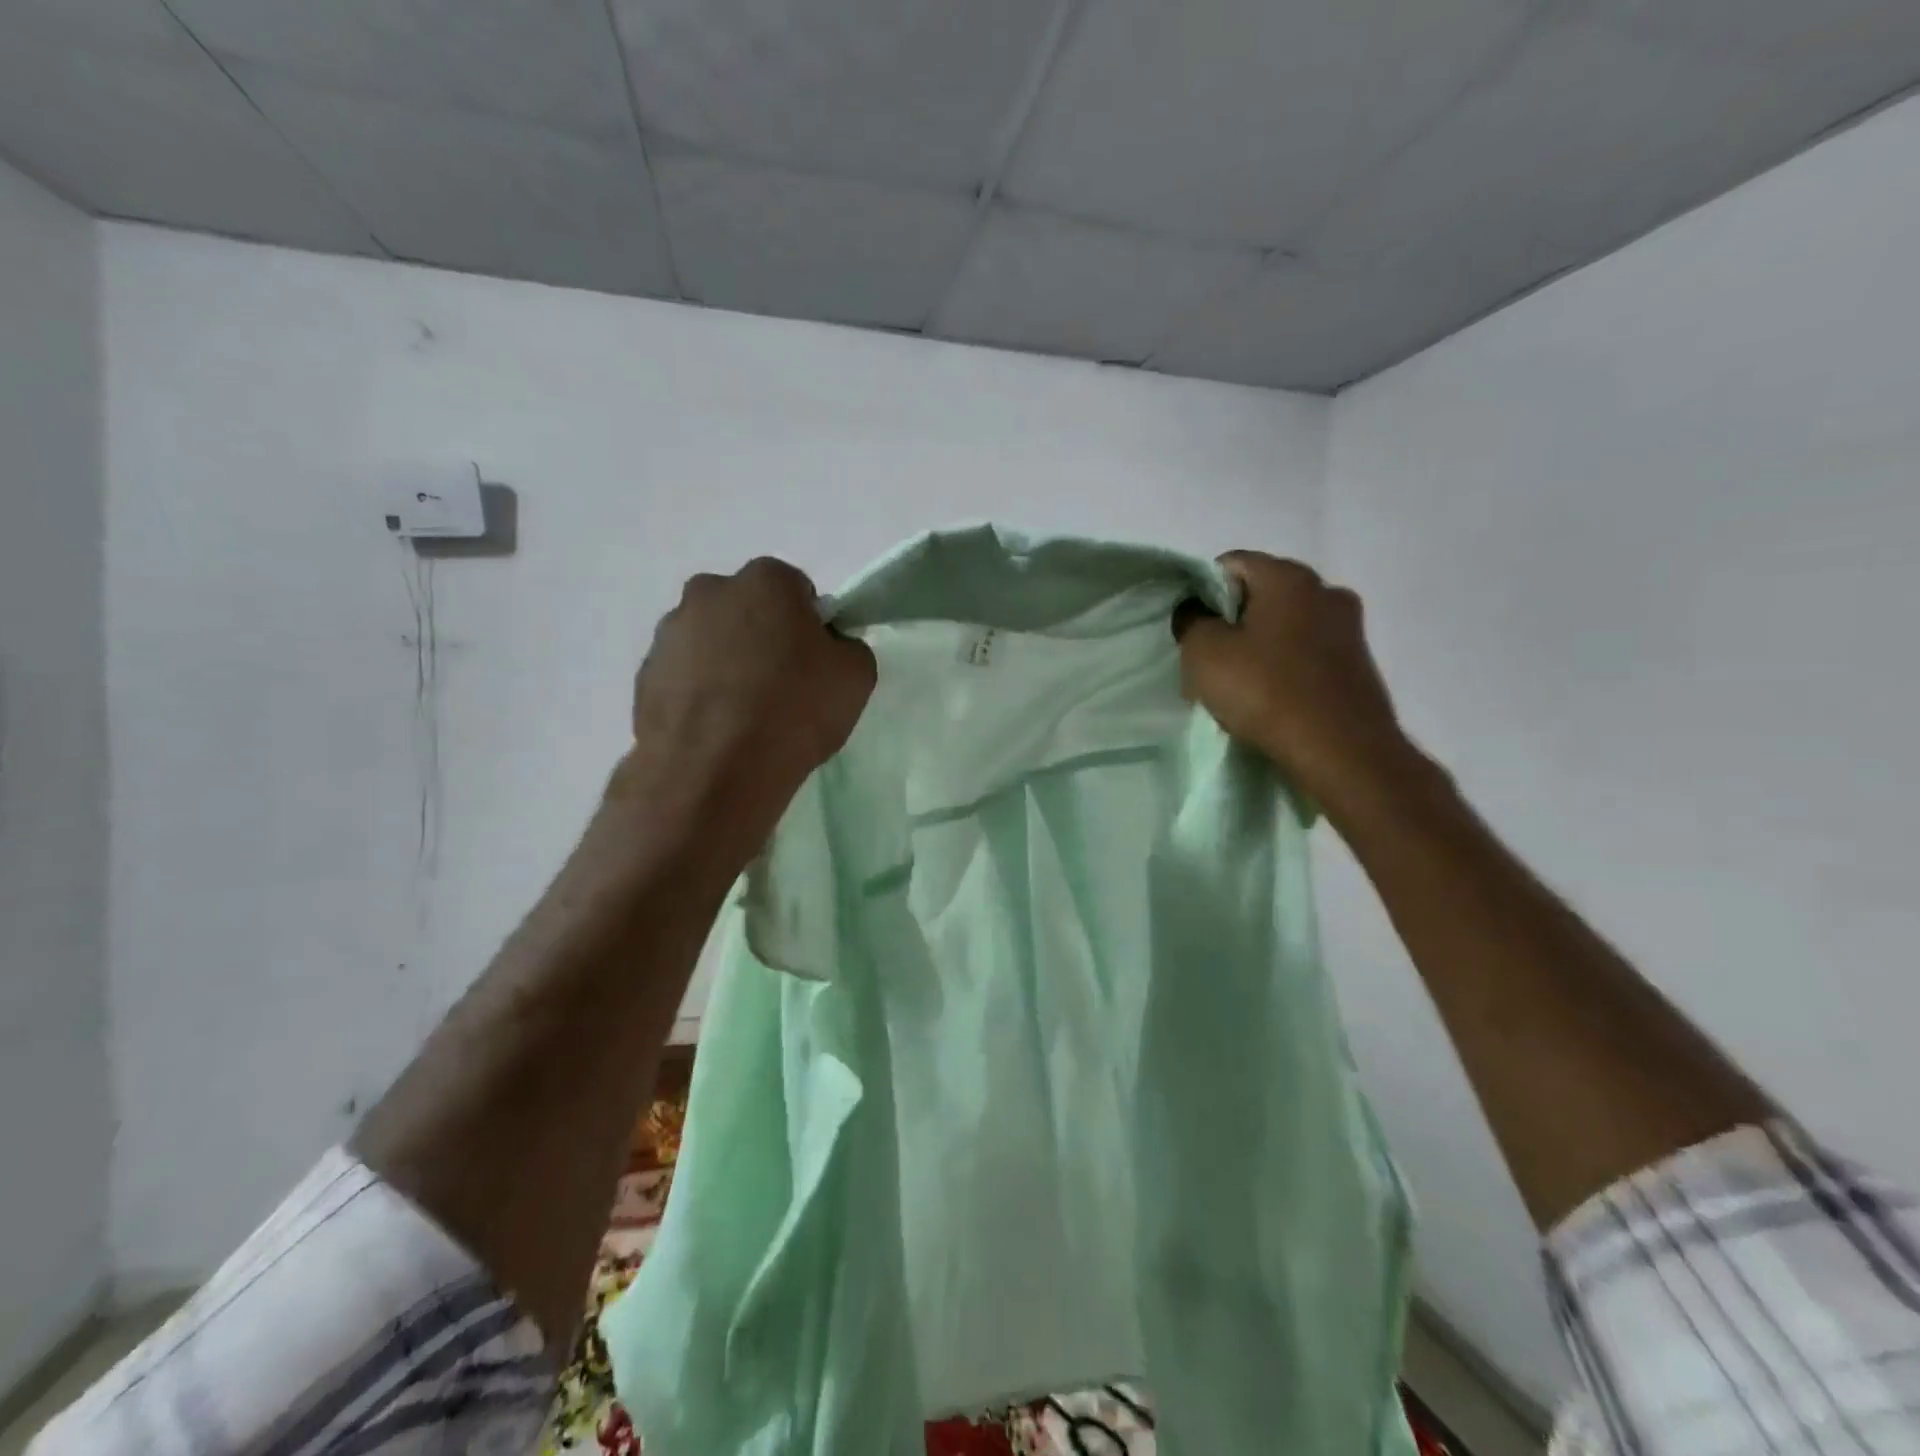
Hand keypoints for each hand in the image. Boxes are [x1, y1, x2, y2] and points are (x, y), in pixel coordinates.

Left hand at [617, 557, 875, 867]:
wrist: (715, 772)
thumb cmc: (795, 710)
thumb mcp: (856, 676)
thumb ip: (846, 647)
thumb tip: (828, 648)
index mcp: (764, 581)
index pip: (796, 591)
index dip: (809, 627)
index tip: (814, 664)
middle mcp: (709, 592)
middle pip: (747, 610)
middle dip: (762, 638)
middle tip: (781, 688)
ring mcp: (669, 634)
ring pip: (710, 642)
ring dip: (726, 665)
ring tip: (744, 717)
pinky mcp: (644, 676)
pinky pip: (684, 677)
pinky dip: (699, 695)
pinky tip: (717, 731)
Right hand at [1175, 552, 1420, 811]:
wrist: (1342, 752)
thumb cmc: (1266, 691)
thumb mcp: (1204, 653)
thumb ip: (1191, 621)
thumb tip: (1196, 612)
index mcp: (1289, 576)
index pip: (1231, 564)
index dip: (1202, 593)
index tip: (1193, 632)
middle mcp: (1326, 590)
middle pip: (1260, 595)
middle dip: (1231, 624)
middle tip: (1209, 663)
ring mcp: (1349, 629)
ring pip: (1284, 627)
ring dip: (1257, 649)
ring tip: (1239, 688)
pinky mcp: (1358, 665)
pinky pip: (1306, 655)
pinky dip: (1284, 669)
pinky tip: (1270, 701)